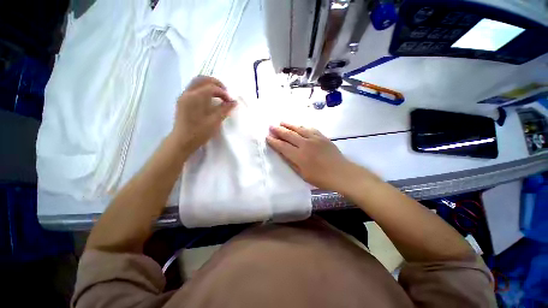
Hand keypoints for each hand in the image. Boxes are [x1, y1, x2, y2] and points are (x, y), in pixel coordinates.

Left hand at [171, 76, 234, 154]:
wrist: (182, 141)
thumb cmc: (199, 132)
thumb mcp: (214, 121)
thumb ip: (224, 109)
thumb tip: (234, 102)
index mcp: (195, 97)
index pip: (212, 87)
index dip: (223, 92)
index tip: (230, 101)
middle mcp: (188, 93)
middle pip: (202, 79)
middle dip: (216, 83)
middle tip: (225, 92)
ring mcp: (183, 96)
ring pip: (197, 82)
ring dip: (209, 85)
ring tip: (219, 95)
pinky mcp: (182, 101)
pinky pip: (193, 88)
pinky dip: (203, 89)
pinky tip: (209, 99)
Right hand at [266, 123, 368, 191]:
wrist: (341, 173)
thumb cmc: (321, 178)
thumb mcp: (303, 175)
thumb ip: (292, 163)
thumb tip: (283, 153)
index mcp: (299, 156)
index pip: (283, 146)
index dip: (274, 141)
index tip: (268, 137)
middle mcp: (305, 144)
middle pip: (289, 135)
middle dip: (278, 130)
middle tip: (271, 126)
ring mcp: (314, 139)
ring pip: (298, 128)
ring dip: (289, 125)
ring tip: (281, 122)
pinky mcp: (322, 137)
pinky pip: (310, 128)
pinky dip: (302, 126)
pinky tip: (298, 125)